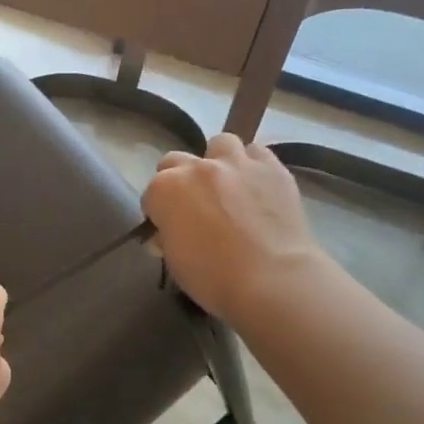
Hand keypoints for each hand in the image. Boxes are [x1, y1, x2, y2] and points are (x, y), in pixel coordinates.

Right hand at [141, 134, 325, 320]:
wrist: (272, 280)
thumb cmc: (214, 278)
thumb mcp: (175, 262)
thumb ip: (167, 238)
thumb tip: (167, 234)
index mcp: (165, 190)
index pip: (151, 194)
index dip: (158, 212)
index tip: (167, 228)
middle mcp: (196, 168)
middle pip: (176, 161)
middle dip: (179, 179)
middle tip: (194, 205)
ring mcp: (236, 163)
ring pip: (220, 143)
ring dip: (219, 160)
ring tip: (228, 184)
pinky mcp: (272, 167)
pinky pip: (257, 152)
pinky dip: (253, 164)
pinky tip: (258, 184)